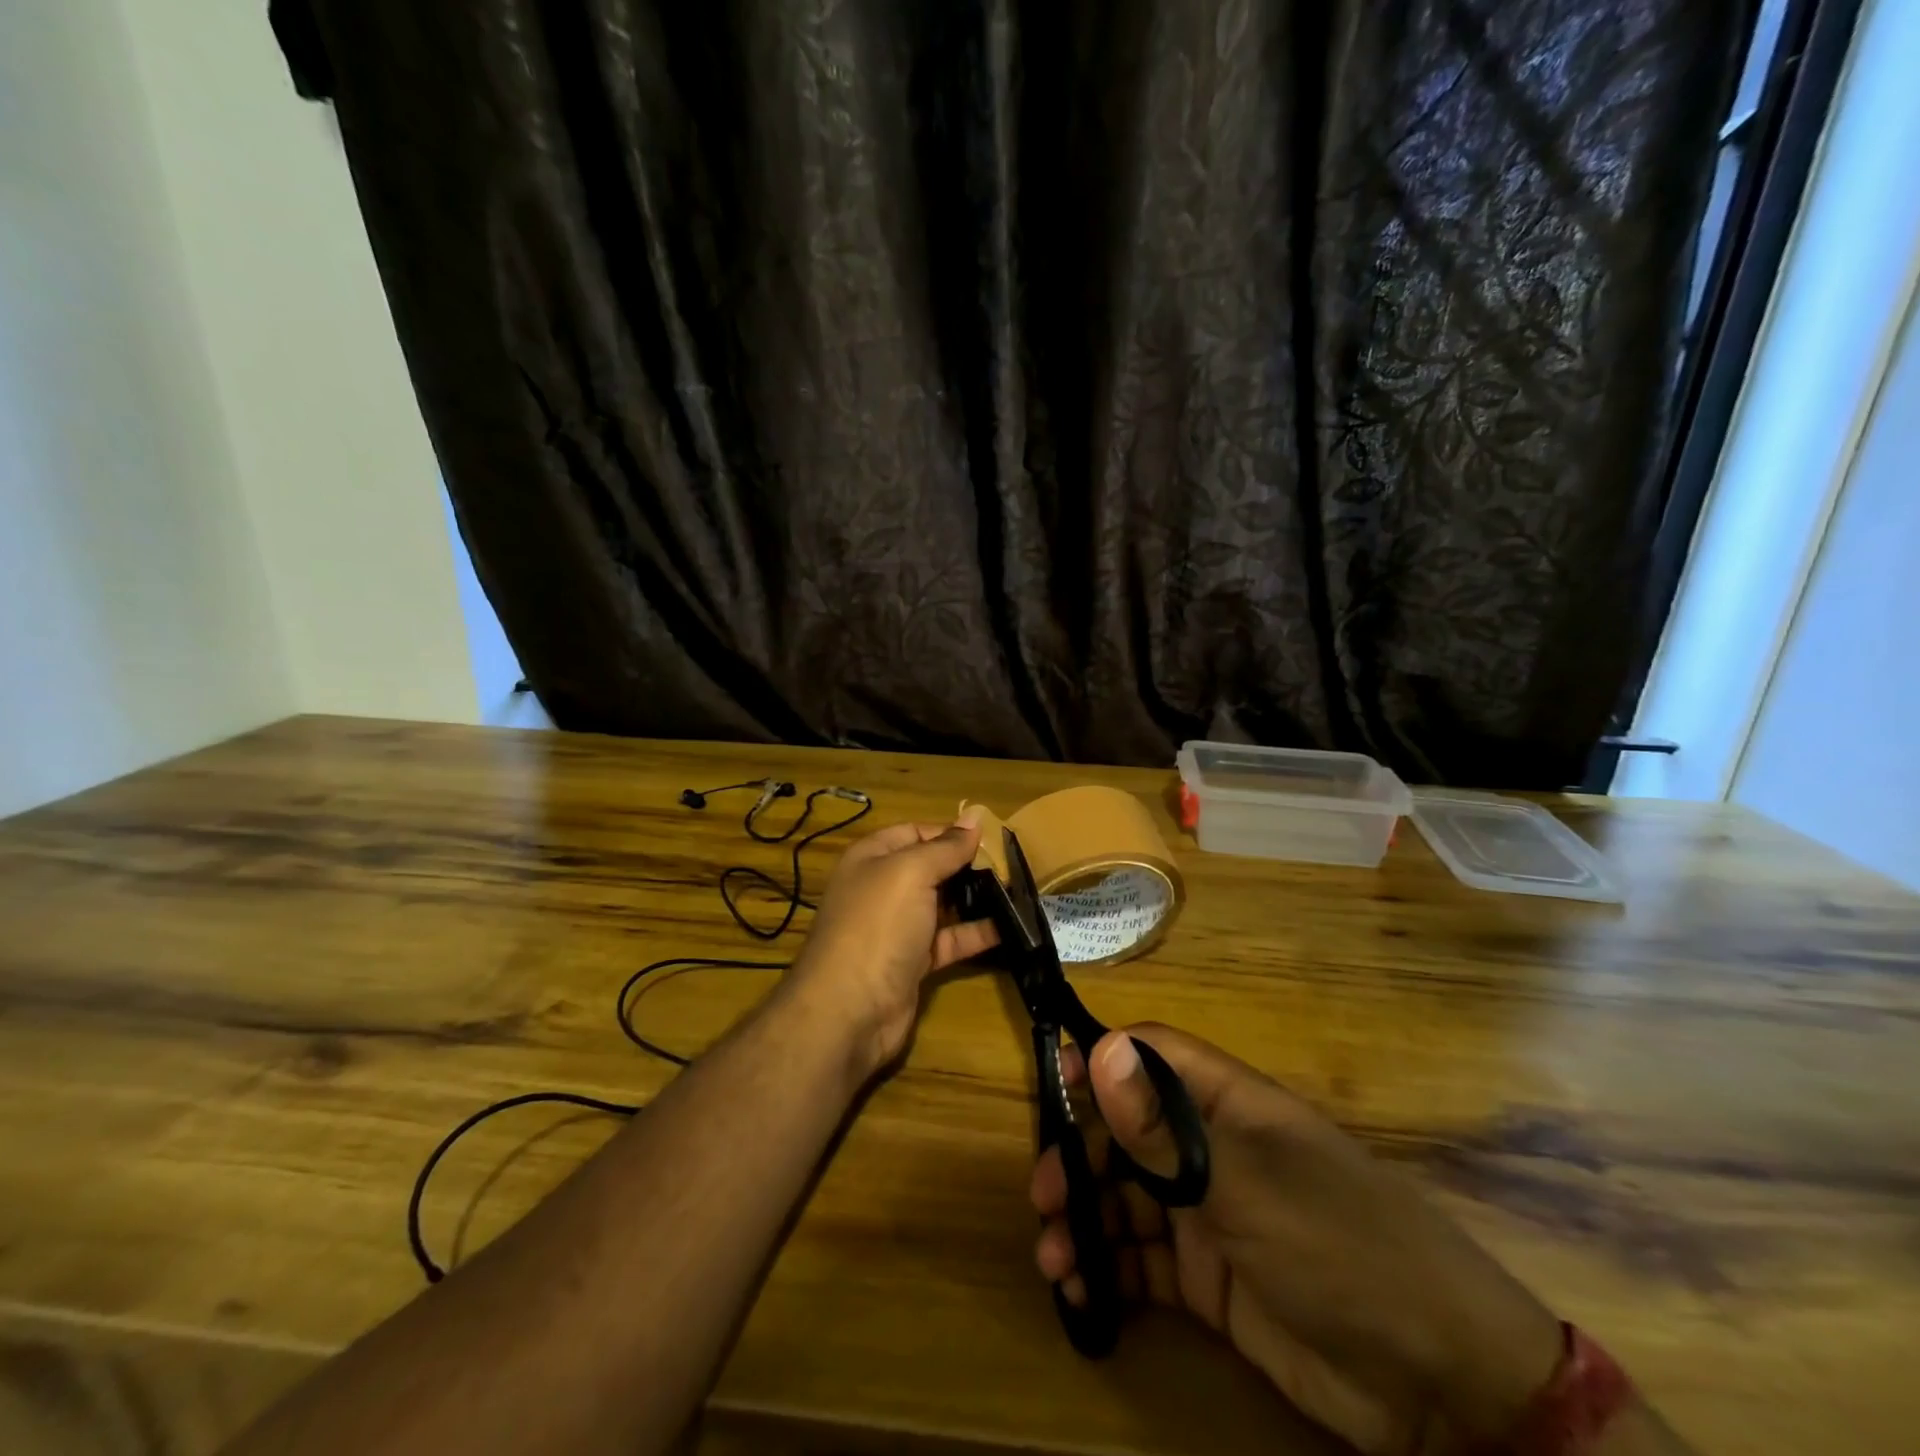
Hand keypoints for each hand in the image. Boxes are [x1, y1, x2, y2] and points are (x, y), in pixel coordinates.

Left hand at [785, 810, 998, 1076]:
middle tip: (1012, 864)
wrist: (849, 1010)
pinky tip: (1010, 927)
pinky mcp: (914, 962)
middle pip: (931, 868)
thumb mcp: (911, 873)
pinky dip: (976, 933)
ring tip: (1018, 891)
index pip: (915, 832)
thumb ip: (945, 847)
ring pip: (942, 904)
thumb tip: (974, 818)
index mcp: (872, 858)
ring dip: (976, 898)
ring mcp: (898, 927)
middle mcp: (882, 888)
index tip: (992, 838)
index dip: (951, 833)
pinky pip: (950, 940)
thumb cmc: (878, 925)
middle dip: (968, 865)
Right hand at [1032, 1025, 1564, 1454]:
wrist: (1442, 1385)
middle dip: (1081, 1156)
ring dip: (1086, 1221)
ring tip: (1054, 1259)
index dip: (1101, 1062)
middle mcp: (1213, 1150)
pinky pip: (1144, 1264)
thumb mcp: (1245, 1186)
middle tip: (1042, 1196)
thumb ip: (1165, 1128)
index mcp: (1227, 1105)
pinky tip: (1082, 1294)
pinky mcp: (1211, 1281)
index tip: (1050, 1086)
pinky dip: (1109, 1274)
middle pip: (1128, 1132)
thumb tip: (1100, 1047)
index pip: (1152, 1058)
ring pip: (1128, 1200)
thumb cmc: (1341, 1248)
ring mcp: (1211, 1216)